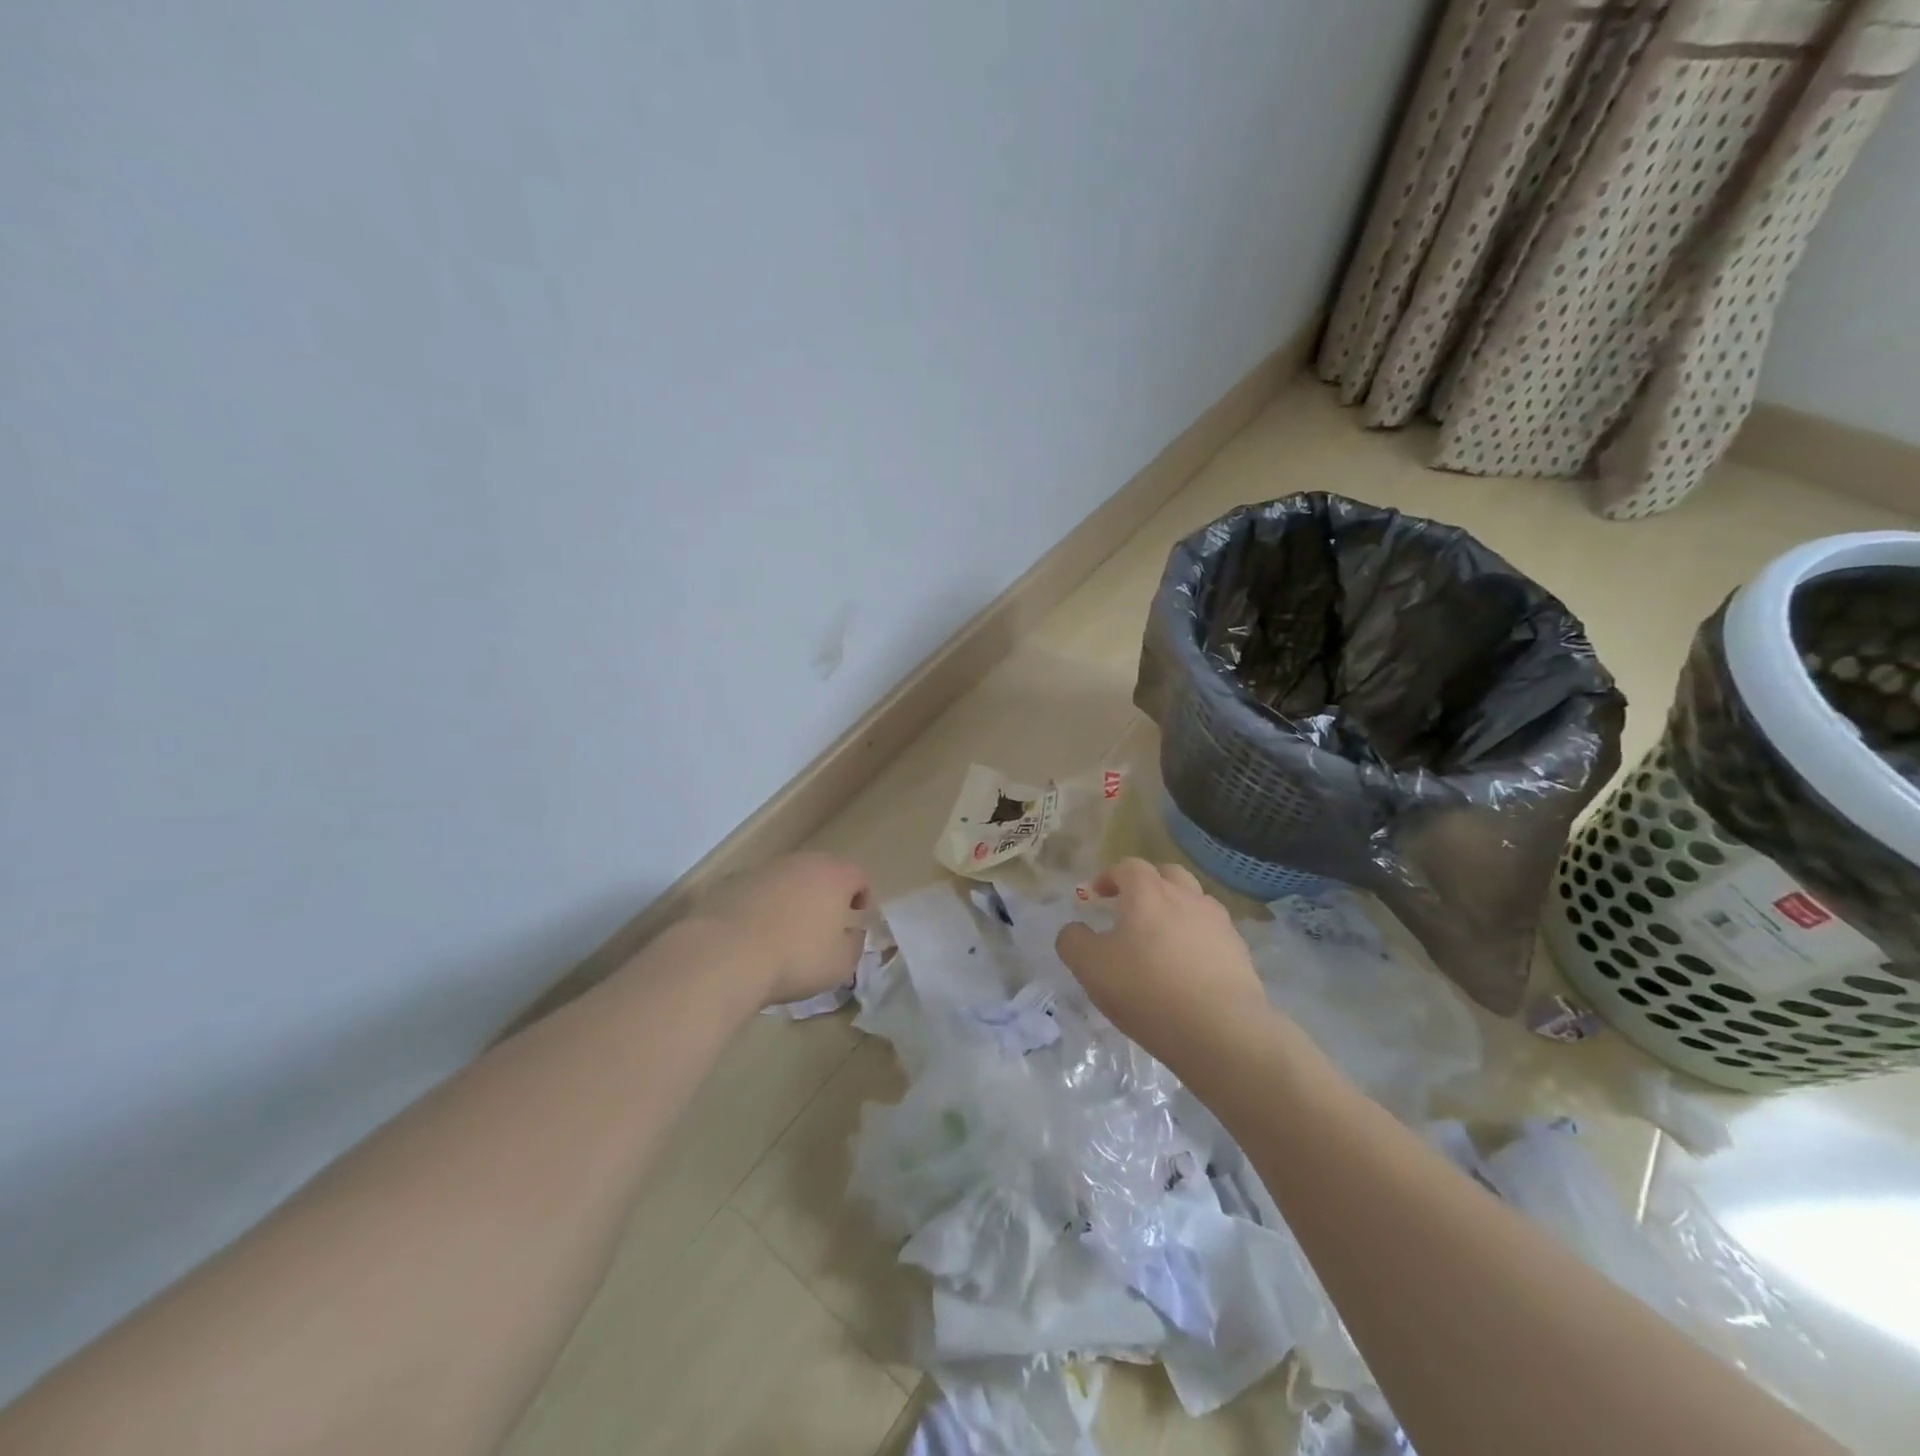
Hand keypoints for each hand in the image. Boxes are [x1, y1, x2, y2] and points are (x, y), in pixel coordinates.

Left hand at [695, 852, 870, 1005]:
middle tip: (826, 924)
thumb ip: (855, 943)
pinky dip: (765, 906)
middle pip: (824, 872)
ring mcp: (766, 869)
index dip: (864, 898)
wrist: (726, 955)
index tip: (858, 921)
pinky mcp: (734, 882)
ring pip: (790, 879)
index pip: (860, 877)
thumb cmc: (796, 958)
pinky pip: (761, 891)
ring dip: (795, 899)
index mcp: (835, 876)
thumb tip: (851, 933)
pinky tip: (758, 934)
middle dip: (829, 895)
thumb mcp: (841, 963)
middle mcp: (802, 862)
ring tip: (789, 931)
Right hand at [1054, 858, 1271, 1065]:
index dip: (1109, 877)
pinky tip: (1188, 967)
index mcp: (1148, 893)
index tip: (1096, 895)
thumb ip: (1073, 941)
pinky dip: (1196, 938)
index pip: (1128, 867)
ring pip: (1194, 901)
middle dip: (1147, 884)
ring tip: (1161, 939)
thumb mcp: (1091, 969)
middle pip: (1167, 874)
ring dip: (1175, 909)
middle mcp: (1186, 897)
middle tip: (1130, 908)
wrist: (1221, 1031)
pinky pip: (1212, 932)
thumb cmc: (1147, 991)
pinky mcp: (1239, 951)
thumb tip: (1075, 930)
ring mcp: (1218, 923)